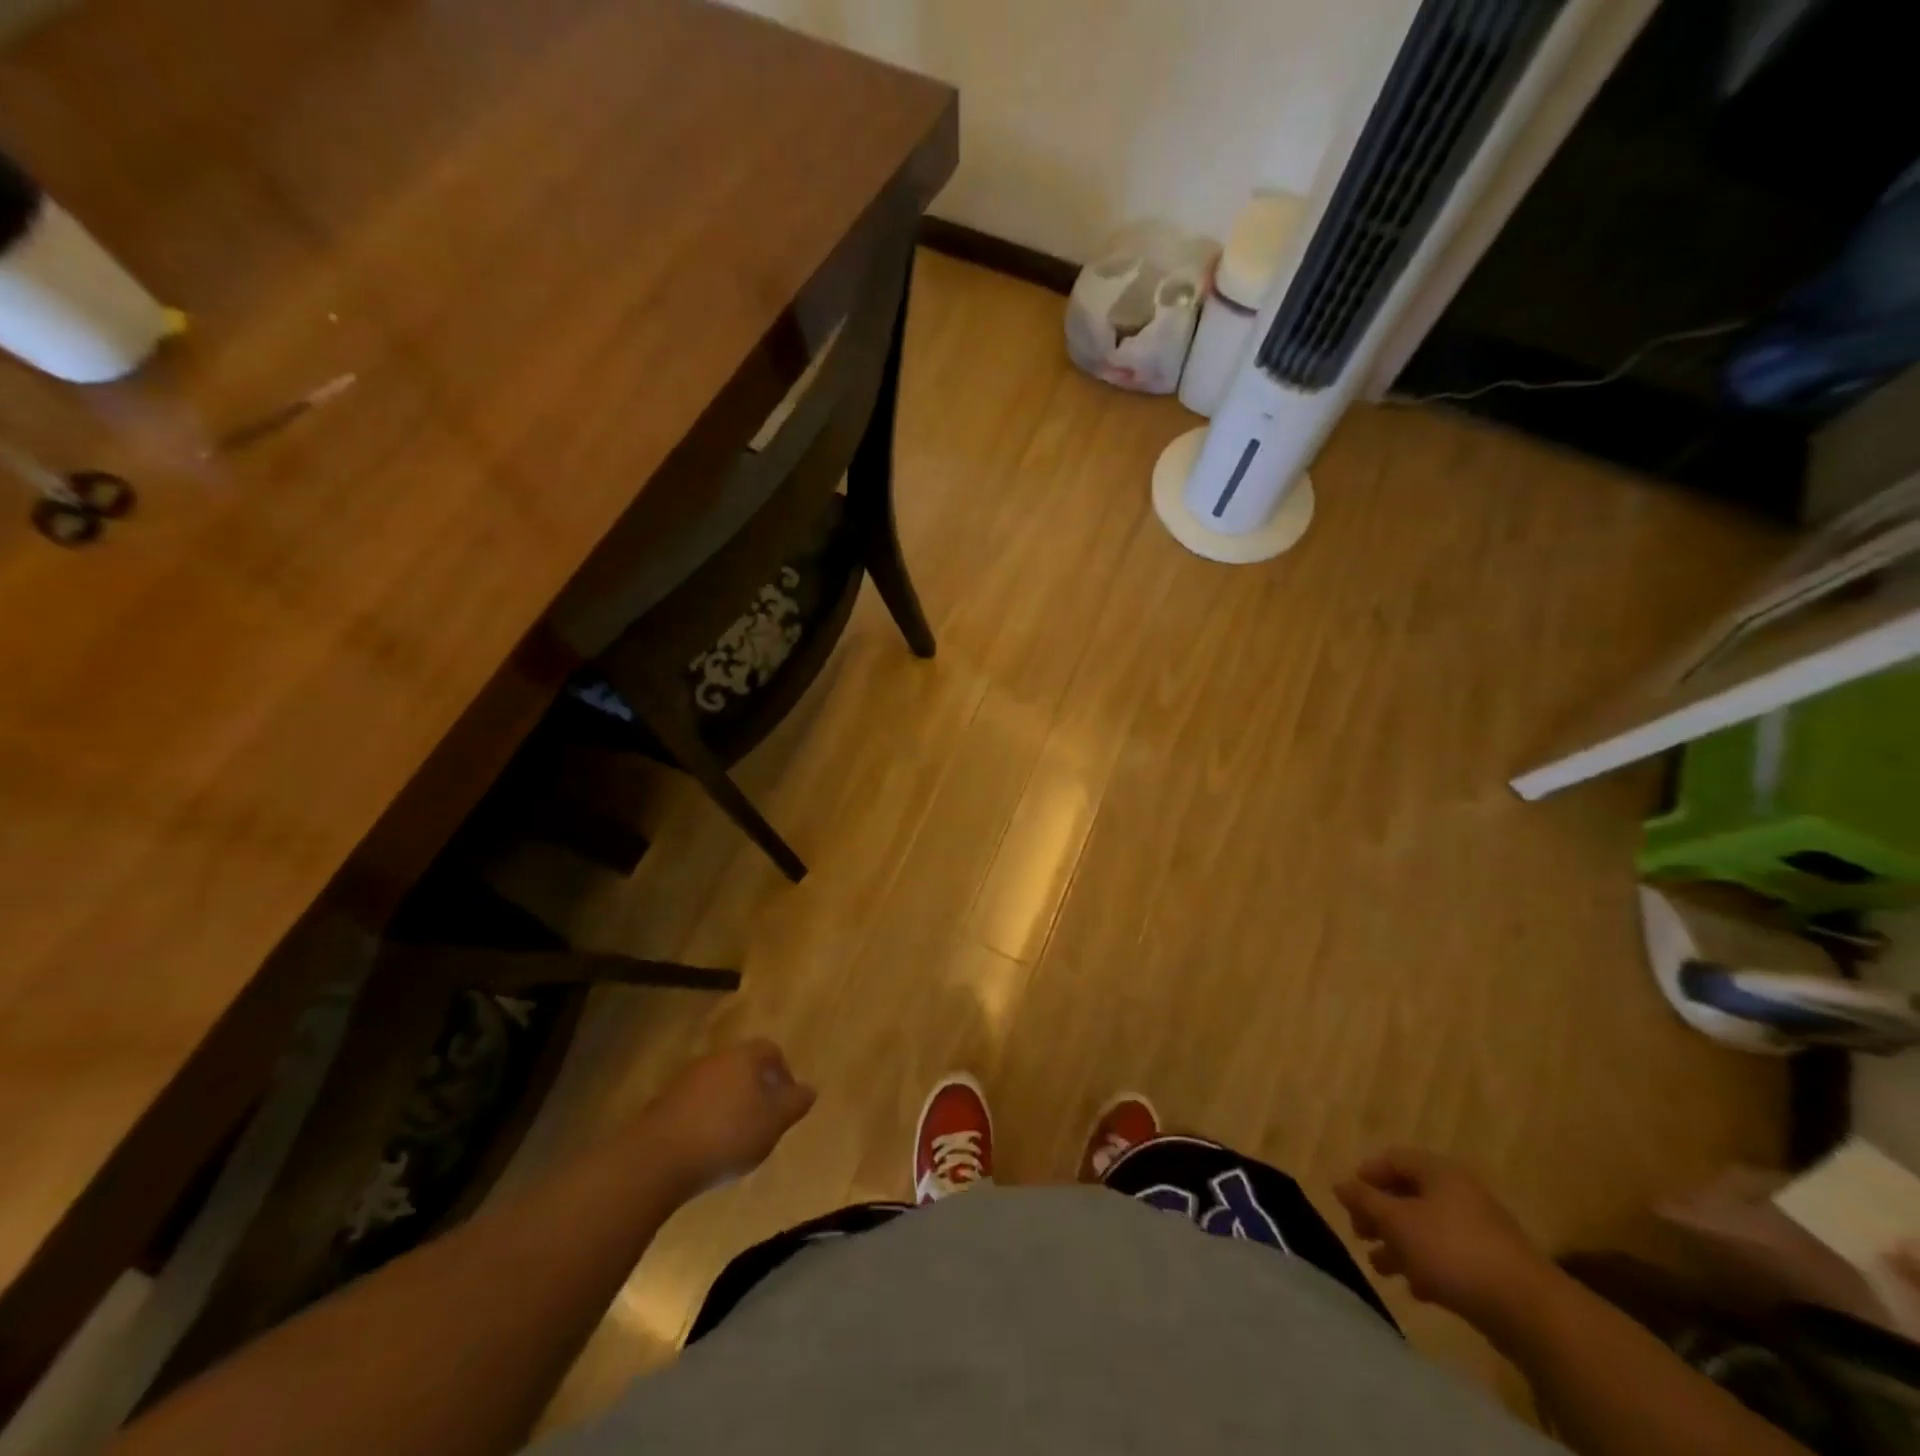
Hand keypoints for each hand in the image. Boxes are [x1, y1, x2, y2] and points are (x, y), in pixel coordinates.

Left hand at [641, 1039, 816, 1190]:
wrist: (657, 1158)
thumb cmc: (726, 1135)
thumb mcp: (772, 1123)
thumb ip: (794, 1104)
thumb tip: (811, 1089)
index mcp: (744, 1057)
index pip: (770, 1050)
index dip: (783, 1072)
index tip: (787, 1100)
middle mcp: (715, 1059)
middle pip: (743, 1065)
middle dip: (757, 1088)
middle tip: (764, 1119)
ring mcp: (686, 1079)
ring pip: (719, 1084)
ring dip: (730, 1104)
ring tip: (736, 1137)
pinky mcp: (664, 1103)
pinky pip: (696, 1103)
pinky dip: (707, 1118)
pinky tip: (708, 1146)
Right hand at [1335, 1148, 1552, 1334]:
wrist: (1529, 1311)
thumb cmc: (1452, 1251)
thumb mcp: (1396, 1222)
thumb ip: (1364, 1200)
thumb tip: (1339, 1183)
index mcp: (1439, 1172)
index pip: (1393, 1159)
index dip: (1366, 1175)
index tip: (1348, 1201)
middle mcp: (1460, 1193)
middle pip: (1409, 1195)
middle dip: (1380, 1215)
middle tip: (1361, 1235)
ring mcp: (1480, 1230)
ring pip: (1427, 1228)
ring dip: (1400, 1245)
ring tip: (1381, 1268)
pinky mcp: (1493, 1266)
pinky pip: (1449, 1255)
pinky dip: (1427, 1265)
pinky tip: (1417, 1289)